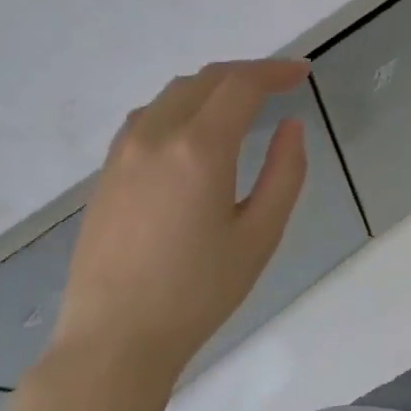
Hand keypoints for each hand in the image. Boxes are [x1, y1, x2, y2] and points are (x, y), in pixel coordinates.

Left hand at [48, 59, 310, 389]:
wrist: (114, 339)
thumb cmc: (198, 291)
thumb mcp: (261, 234)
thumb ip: (285, 172)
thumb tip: (290, 126)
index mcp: (200, 149)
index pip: (241, 85)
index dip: (276, 71)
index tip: (303, 73)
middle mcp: (157, 136)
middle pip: (206, 79)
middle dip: (248, 74)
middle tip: (282, 84)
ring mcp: (124, 151)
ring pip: (174, 93)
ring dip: (214, 86)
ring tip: (244, 103)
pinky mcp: (107, 171)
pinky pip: (149, 116)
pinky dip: (183, 105)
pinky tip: (197, 130)